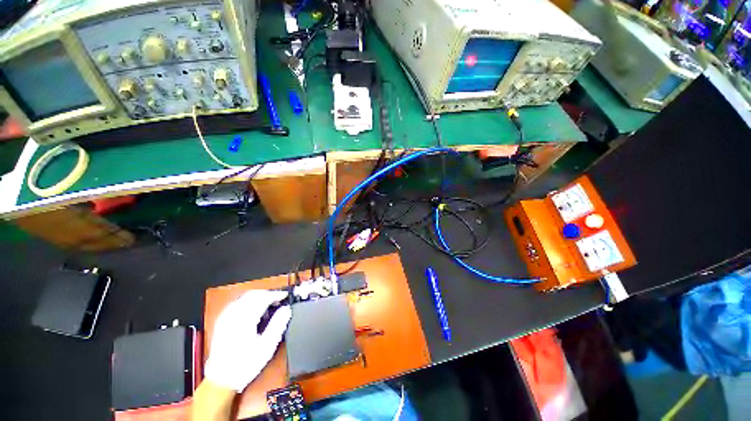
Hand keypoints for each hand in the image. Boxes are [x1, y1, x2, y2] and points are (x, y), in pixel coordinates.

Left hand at [204, 290, 291, 391]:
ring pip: (244, 297)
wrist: (221, 379)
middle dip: (268, 294)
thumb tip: (286, 309)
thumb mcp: (267, 346)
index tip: (286, 295)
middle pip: (253, 295)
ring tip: (268, 303)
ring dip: (258, 297)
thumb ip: (278, 325)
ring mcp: (225, 317)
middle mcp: (233, 315)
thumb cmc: (246, 364)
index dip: (276, 294)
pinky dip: (248, 301)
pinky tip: (253, 309)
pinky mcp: (221, 321)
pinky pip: (237, 303)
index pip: (263, 298)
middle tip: (279, 299)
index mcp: (245, 319)